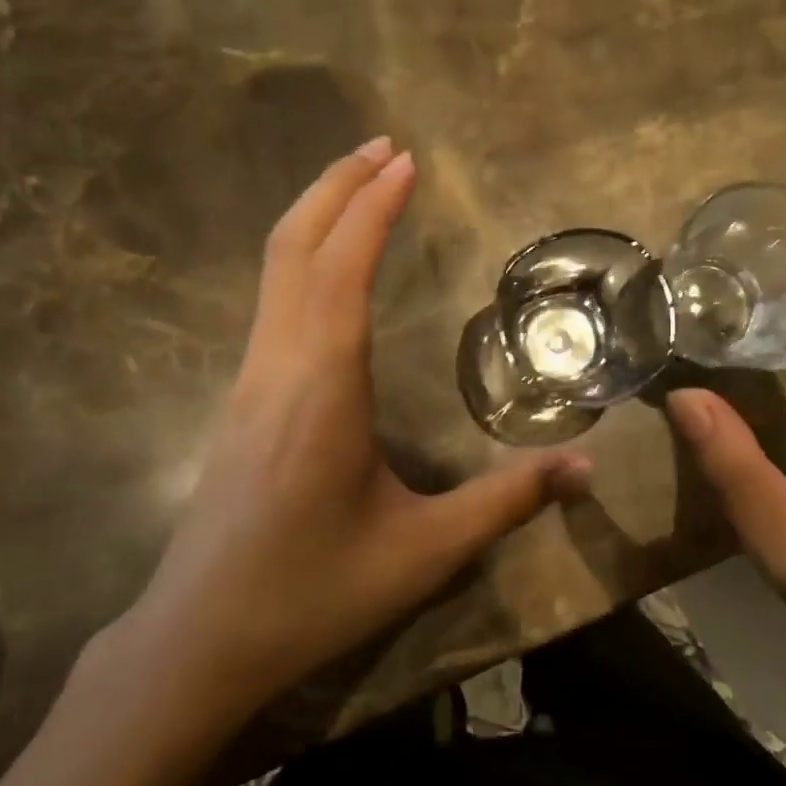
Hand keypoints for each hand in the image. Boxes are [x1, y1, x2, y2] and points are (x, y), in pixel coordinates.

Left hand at [111, 138, 588, 724]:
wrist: (200, 639)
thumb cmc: (312, 592)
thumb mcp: (423, 552)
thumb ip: (505, 502)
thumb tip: (585, 468)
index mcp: (321, 388)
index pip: (342, 271)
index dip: (372, 210)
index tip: (404, 161)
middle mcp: (277, 367)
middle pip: (293, 248)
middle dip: (336, 188)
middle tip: (382, 147)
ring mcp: (249, 380)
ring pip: (273, 271)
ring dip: (315, 216)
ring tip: (359, 184)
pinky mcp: (240, 400)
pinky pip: (270, 301)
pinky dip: (301, 256)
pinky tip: (329, 265)